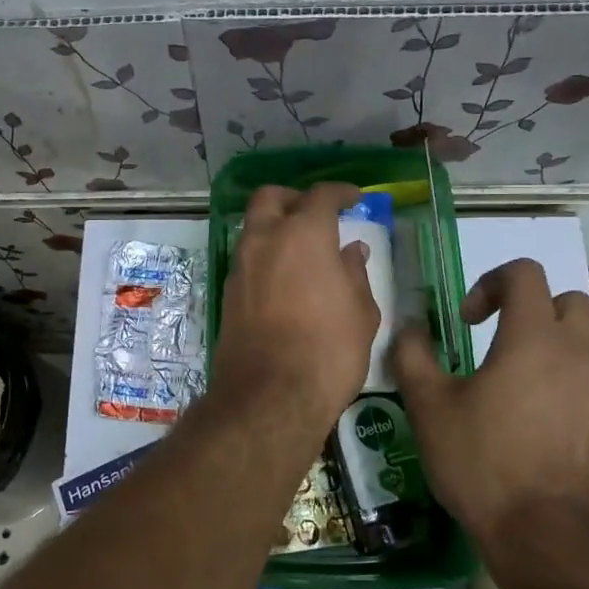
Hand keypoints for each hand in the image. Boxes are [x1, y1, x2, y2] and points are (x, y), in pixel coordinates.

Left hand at [211, 183, 379, 432]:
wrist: (270, 395)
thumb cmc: (329, 350)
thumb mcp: (360, 311)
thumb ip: (355, 273)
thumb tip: (350, 251)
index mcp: (303, 234)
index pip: (321, 195)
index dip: (340, 192)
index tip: (355, 198)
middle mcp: (265, 239)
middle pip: (271, 198)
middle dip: (294, 198)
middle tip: (316, 214)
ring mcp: (241, 266)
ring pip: (253, 227)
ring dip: (275, 227)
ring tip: (302, 249)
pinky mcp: (228, 293)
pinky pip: (247, 259)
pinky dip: (266, 256)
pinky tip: (285, 278)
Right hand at [392, 259, 588, 546]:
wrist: (547, 538)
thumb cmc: (481, 463)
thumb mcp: (428, 407)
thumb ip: (413, 355)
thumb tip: (411, 328)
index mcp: (534, 338)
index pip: (525, 273)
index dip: (491, 283)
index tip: (470, 321)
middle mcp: (583, 354)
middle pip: (570, 301)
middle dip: (535, 311)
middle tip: (504, 346)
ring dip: (558, 353)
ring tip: (526, 393)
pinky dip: (578, 392)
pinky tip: (551, 431)